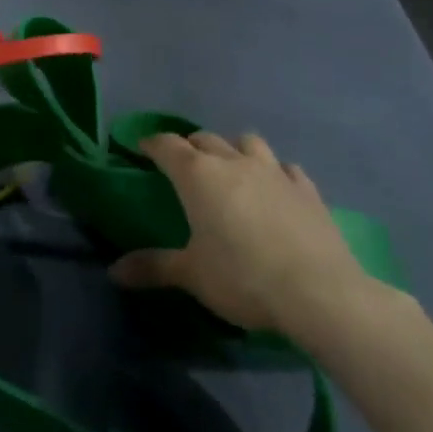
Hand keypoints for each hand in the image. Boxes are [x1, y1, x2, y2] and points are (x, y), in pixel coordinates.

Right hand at [110, 132, 384, 344]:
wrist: (319, 292)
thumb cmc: (242, 277)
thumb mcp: (191, 275)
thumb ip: (152, 267)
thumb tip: (114, 272)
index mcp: (198, 175)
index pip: (167, 145)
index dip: (151, 143)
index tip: (141, 148)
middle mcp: (233, 162)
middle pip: (205, 139)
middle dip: (190, 147)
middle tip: (183, 166)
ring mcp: (274, 171)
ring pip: (247, 142)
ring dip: (234, 149)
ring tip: (231, 170)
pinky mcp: (307, 189)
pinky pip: (286, 168)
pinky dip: (274, 172)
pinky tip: (275, 189)